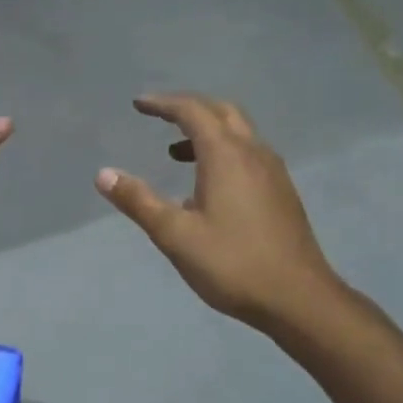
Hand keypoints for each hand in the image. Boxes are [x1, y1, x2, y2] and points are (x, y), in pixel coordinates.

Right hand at [96, 94, 341, 332]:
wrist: (299, 298)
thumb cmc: (232, 263)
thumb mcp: (175, 235)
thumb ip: (139, 201)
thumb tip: (104, 174)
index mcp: (226, 155)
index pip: (192, 111)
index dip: (163, 104)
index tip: (139, 105)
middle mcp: (253, 153)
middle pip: (221, 112)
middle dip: (188, 108)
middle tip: (159, 116)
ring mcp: (273, 172)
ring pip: (239, 133)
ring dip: (207, 131)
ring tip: (176, 152)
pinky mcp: (282, 192)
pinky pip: (249, 154)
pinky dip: (223, 151)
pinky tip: (208, 186)